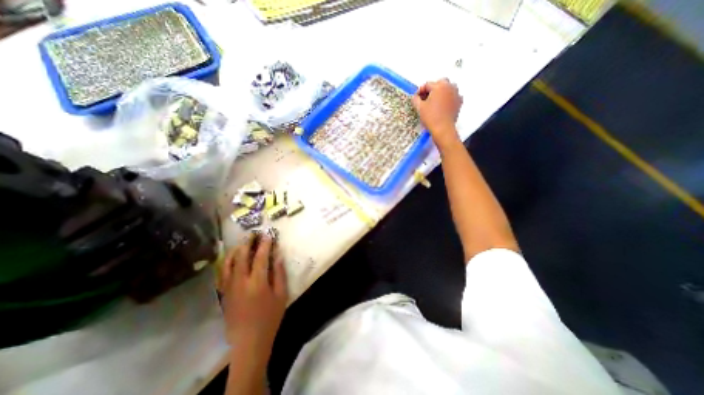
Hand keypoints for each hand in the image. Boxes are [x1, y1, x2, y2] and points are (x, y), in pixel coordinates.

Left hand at [219, 235, 286, 353]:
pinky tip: (231, 258)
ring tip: (242, 243)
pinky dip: (227, 263)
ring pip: (229, 263)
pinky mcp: (224, 294)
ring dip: (236, 250)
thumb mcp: (281, 294)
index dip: (265, 244)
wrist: (249, 341)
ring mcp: (229, 288)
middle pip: (242, 257)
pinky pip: (223, 274)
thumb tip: (278, 255)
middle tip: (253, 234)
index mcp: (257, 282)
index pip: (260, 257)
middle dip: (248, 243)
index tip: (268, 234)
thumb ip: (279, 273)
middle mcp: (240, 282)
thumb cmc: (270, 317)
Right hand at [411, 79, 466, 150]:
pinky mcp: (459, 102)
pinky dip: (447, 98)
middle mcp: (450, 87)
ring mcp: (456, 94)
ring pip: (447, 88)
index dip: (420, 91)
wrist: (443, 129)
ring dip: (440, 92)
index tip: (416, 98)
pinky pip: (452, 96)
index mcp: (439, 86)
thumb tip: (415, 97)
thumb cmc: (430, 117)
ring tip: (434, 102)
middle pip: (439, 83)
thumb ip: (415, 99)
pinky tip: (441, 106)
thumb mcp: (419, 108)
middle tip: (425, 98)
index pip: (427, 84)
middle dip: (432, 89)